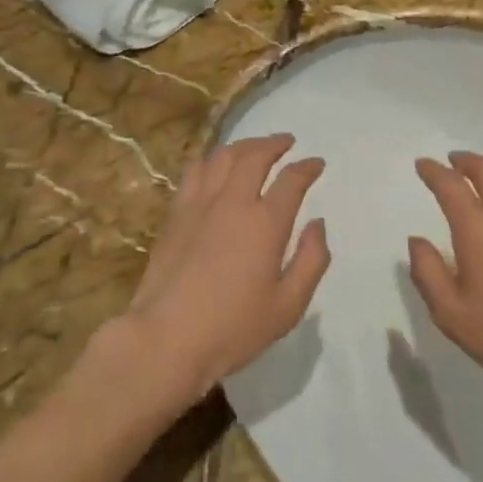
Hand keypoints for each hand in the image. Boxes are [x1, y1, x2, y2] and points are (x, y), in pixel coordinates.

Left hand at [118, 134, 330, 401]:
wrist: (165, 340)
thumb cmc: (232, 329)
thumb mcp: (288, 307)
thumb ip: (311, 261)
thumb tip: (317, 225)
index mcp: (265, 223)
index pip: (292, 179)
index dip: (307, 167)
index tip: (316, 163)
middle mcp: (233, 202)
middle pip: (255, 155)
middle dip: (274, 143)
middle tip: (286, 142)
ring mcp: (199, 205)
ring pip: (222, 156)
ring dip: (243, 145)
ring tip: (254, 148)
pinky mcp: (175, 215)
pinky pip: (194, 171)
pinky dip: (211, 160)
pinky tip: (214, 166)